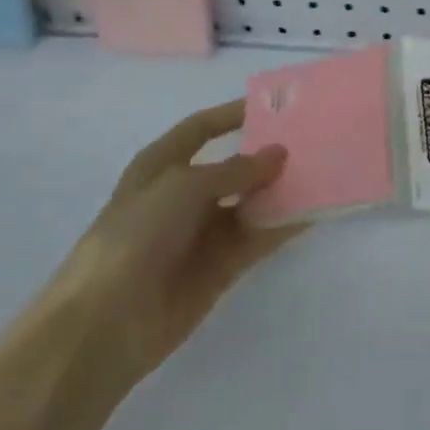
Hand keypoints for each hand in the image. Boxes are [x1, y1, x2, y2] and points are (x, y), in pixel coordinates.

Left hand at [49, 100, 296, 388]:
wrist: (105, 324)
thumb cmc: (135, 237)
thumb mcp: (183, 188)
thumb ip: (235, 169)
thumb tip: (279, 153)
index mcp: (161, 166)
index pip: (201, 128)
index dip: (233, 114)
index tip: (275, 106)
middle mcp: (184, 194)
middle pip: (233, 165)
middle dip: (268, 154)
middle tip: (314, 140)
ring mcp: (203, 232)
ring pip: (252, 201)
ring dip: (281, 189)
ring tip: (324, 172)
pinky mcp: (222, 266)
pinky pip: (259, 236)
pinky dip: (284, 224)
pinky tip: (314, 211)